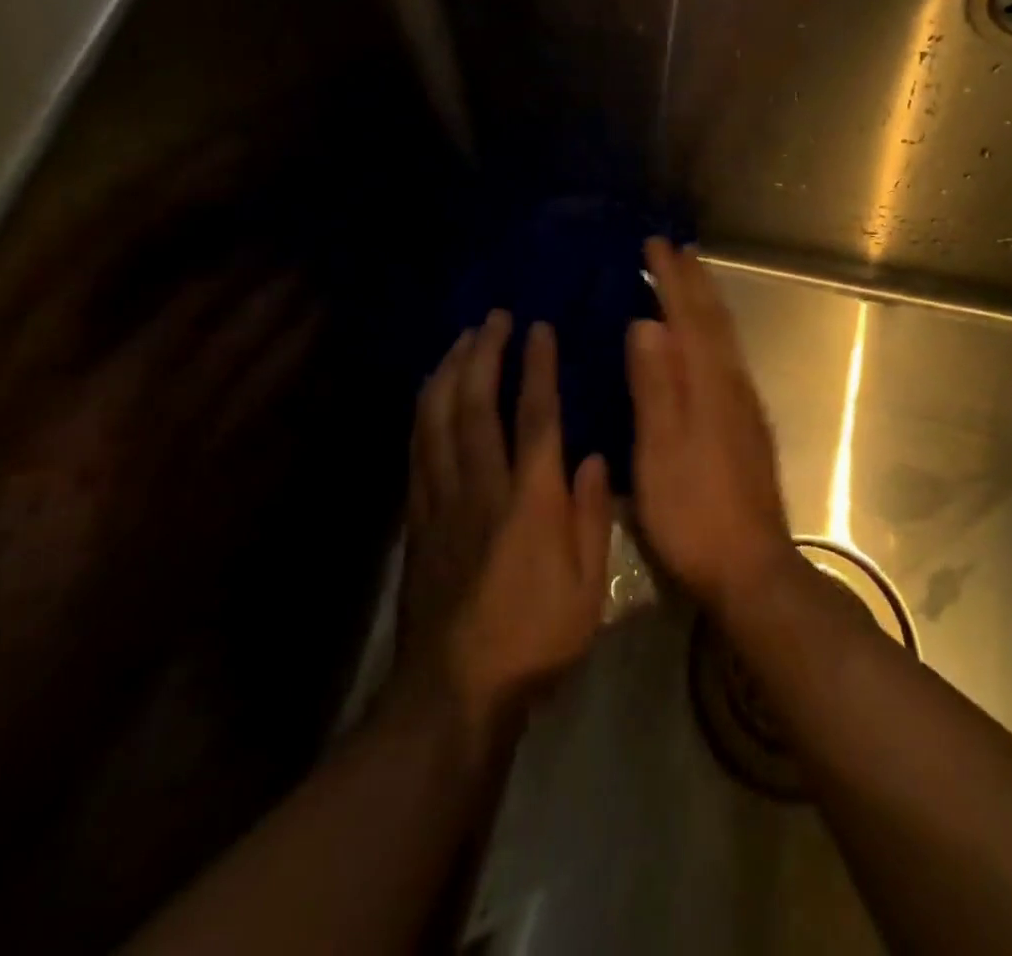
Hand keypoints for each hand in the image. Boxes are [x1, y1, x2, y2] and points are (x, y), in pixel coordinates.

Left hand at [394, 312, 611, 738]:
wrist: (453, 693)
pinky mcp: (417, 521)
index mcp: (530, 499)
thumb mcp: (588, 586)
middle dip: (484, 353)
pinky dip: (423, 412)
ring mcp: (441, 501)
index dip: (537, 366)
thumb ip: (592, 516)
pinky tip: (429, 395)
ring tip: (461, 341)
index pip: (535, 415)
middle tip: (494, 318)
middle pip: (475, 404)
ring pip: (437, 420)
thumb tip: (594, 457)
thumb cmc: (535, 639)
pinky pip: (417, 451)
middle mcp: (481, 487)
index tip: (539, 327)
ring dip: (449, 373)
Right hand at [626, 240, 798, 619]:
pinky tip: (702, 344)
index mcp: (709, 385)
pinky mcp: (746, 427)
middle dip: (694, 282)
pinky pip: (727, 359)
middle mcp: (733, 385)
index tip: (655, 244)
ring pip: (725, 339)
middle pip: (715, 321)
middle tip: (673, 250)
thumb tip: (648, 322)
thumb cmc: (694, 513)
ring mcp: (744, 406)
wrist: (751, 567)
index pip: (690, 317)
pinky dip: (712, 334)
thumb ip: (656, 386)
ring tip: (688, 281)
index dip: (672, 279)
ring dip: (706, 303)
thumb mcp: (661, 452)